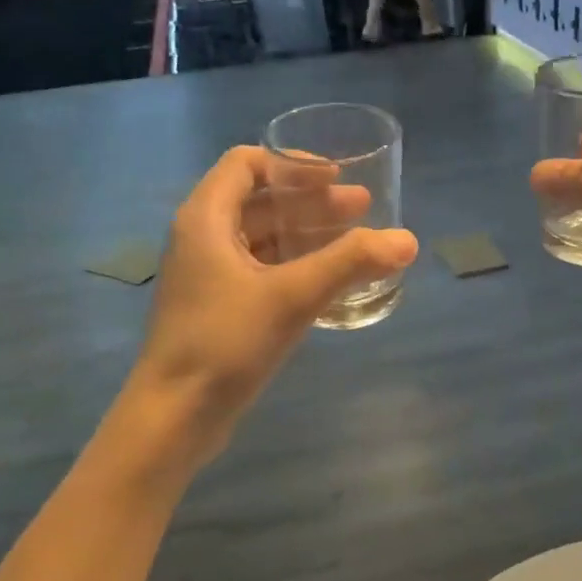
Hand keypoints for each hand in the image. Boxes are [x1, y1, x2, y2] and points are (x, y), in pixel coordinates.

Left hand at [131, 147, 417, 460]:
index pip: (246, 164)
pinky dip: (296, 265)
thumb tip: (407, 240)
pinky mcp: (218, 309)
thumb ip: (350, 263)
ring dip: (307, 233)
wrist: (174, 416)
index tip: (337, 176)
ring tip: (356, 241)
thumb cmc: (225, 342)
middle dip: (312, 201)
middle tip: (363, 208)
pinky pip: (262, 271)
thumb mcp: (292, 295)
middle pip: (260, 201)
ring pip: (263, 239)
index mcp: (206, 219)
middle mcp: (203, 239)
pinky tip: (330, 281)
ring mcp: (209, 276)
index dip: (293, 164)